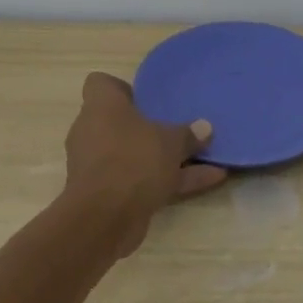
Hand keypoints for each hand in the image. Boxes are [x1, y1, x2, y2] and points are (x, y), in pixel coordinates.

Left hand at [62, 72, 225, 255]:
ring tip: (204, 156)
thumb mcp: (170, 142)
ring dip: (165, 158)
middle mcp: (93, 131)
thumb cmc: (133, 160)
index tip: (146, 98)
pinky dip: (169, 181)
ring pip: (134, 154)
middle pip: (121, 122)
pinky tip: (208, 181)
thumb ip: (188, 134)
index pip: (100, 84)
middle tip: (178, 127)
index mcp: (101, 106)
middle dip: (149, 127)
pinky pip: (141, 180)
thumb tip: (205, 128)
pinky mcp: (107, 194)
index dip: (121, 88)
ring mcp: (99, 165)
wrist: (104, 218)